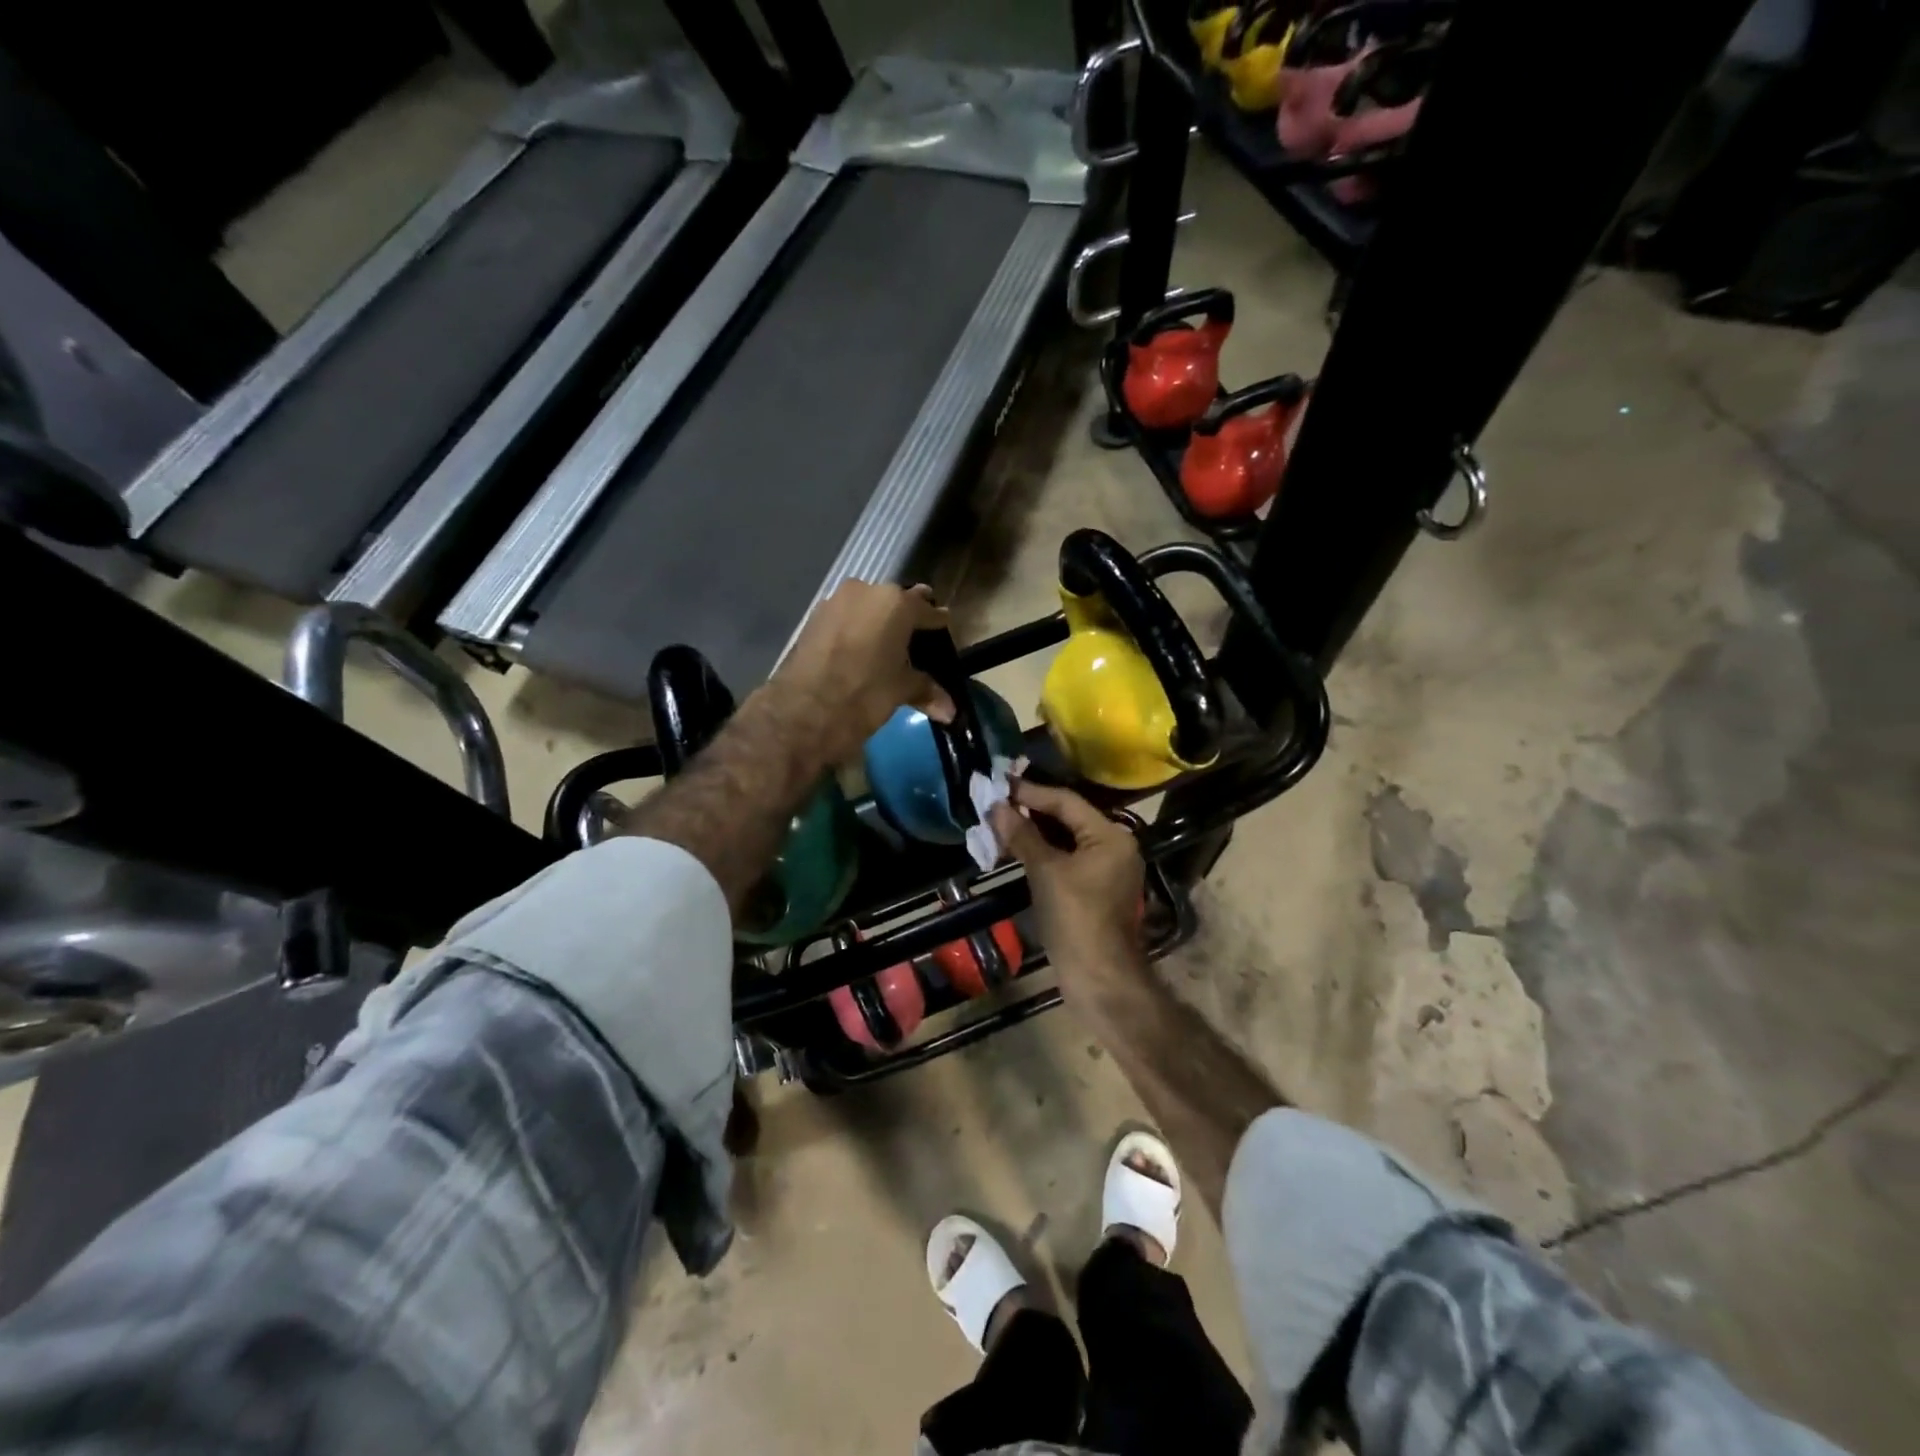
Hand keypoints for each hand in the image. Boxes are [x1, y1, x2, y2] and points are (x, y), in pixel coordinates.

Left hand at [771, 580, 953, 766]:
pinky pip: (845, 619)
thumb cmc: (864, 694)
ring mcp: (835, 601)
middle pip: (896, 603)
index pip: (928, 610)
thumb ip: (926, 690)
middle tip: (913, 647)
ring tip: (884, 652)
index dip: (938, 626)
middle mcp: (866, 591)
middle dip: (906, 621)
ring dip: (877, 625)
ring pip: (867, 608)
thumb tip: (950, 711)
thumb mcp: (900, 691)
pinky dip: (855, 632)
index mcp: (896, 603)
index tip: (943, 636)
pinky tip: (858, 654)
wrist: (803, 710)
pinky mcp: (813, 617)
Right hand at [989, 781, 1145, 1002]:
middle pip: (1068, 818)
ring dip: (1034, 832)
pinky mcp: (1095, 888)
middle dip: (1030, 811)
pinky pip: (1067, 858)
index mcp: (1111, 835)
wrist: (1097, 976)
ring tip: (999, 823)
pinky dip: (1043, 852)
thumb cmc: (1075, 917)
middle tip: (996, 803)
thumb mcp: (1045, 871)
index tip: (999, 785)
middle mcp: (1115, 845)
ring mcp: (1107, 868)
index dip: (1031, 792)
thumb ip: (1022, 835)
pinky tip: (1016, 849)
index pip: (1066, 801)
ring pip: (1066, 839)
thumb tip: (996, 807)